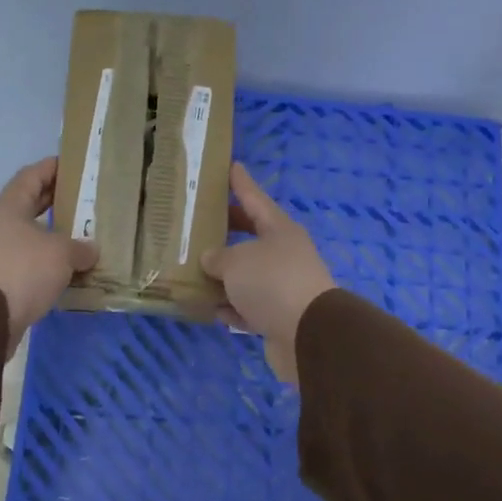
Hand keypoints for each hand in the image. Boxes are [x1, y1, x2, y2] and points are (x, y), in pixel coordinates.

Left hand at [0, 158, 97, 354]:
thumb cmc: (22, 270)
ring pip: (28, 237)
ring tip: (81, 240)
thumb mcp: (61, 253)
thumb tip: (90, 250)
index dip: (52, 168)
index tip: (73, 165)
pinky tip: (66, 272)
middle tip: (84, 202)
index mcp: (9, 207)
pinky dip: (45, 265)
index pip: (31, 176)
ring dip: (52, 238)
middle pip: (29, 206)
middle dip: (55, 203)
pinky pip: (26, 264)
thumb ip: (80, 248)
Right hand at [201, 162, 334, 384]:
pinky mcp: (278, 317)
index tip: (231, 165)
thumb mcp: (237, 261)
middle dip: (227, 230)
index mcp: (279, 230)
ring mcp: (282, 287)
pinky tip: (209, 308)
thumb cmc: (272, 282)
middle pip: (250, 237)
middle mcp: (283, 255)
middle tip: (201, 221)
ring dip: (224, 275)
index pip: (255, 199)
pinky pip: (247, 306)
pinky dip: (230, 307)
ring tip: (193, 269)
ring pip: (247, 275)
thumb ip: (218, 257)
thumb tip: (211, 260)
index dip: (241, 183)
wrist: (308, 335)